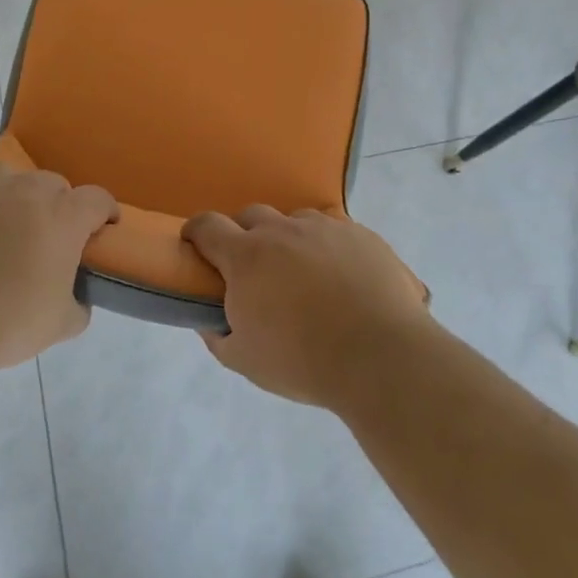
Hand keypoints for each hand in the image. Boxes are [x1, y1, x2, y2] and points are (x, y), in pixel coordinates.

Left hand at [0, 163, 118, 373]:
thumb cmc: (7, 324)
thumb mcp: (62, 326)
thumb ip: (80, 304)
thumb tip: (78, 298)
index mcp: (62, 217)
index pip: (98, 199)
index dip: (104, 213)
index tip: (102, 229)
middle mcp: (25, 192)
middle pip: (53, 183)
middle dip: (57, 205)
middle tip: (48, 237)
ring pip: (6, 175)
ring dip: (11, 194)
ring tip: (2, 222)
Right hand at [181, 206, 429, 407]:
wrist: (381, 357)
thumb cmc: (303, 361)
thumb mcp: (244, 360)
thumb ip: (218, 335)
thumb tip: (210, 320)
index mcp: (247, 256)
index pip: (207, 226)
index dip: (196, 233)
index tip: (196, 246)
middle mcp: (284, 231)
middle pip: (252, 215)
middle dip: (244, 235)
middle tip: (255, 270)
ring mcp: (327, 229)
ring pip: (297, 221)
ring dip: (290, 240)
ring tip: (305, 275)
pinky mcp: (363, 236)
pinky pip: (337, 233)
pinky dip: (330, 249)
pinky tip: (344, 281)